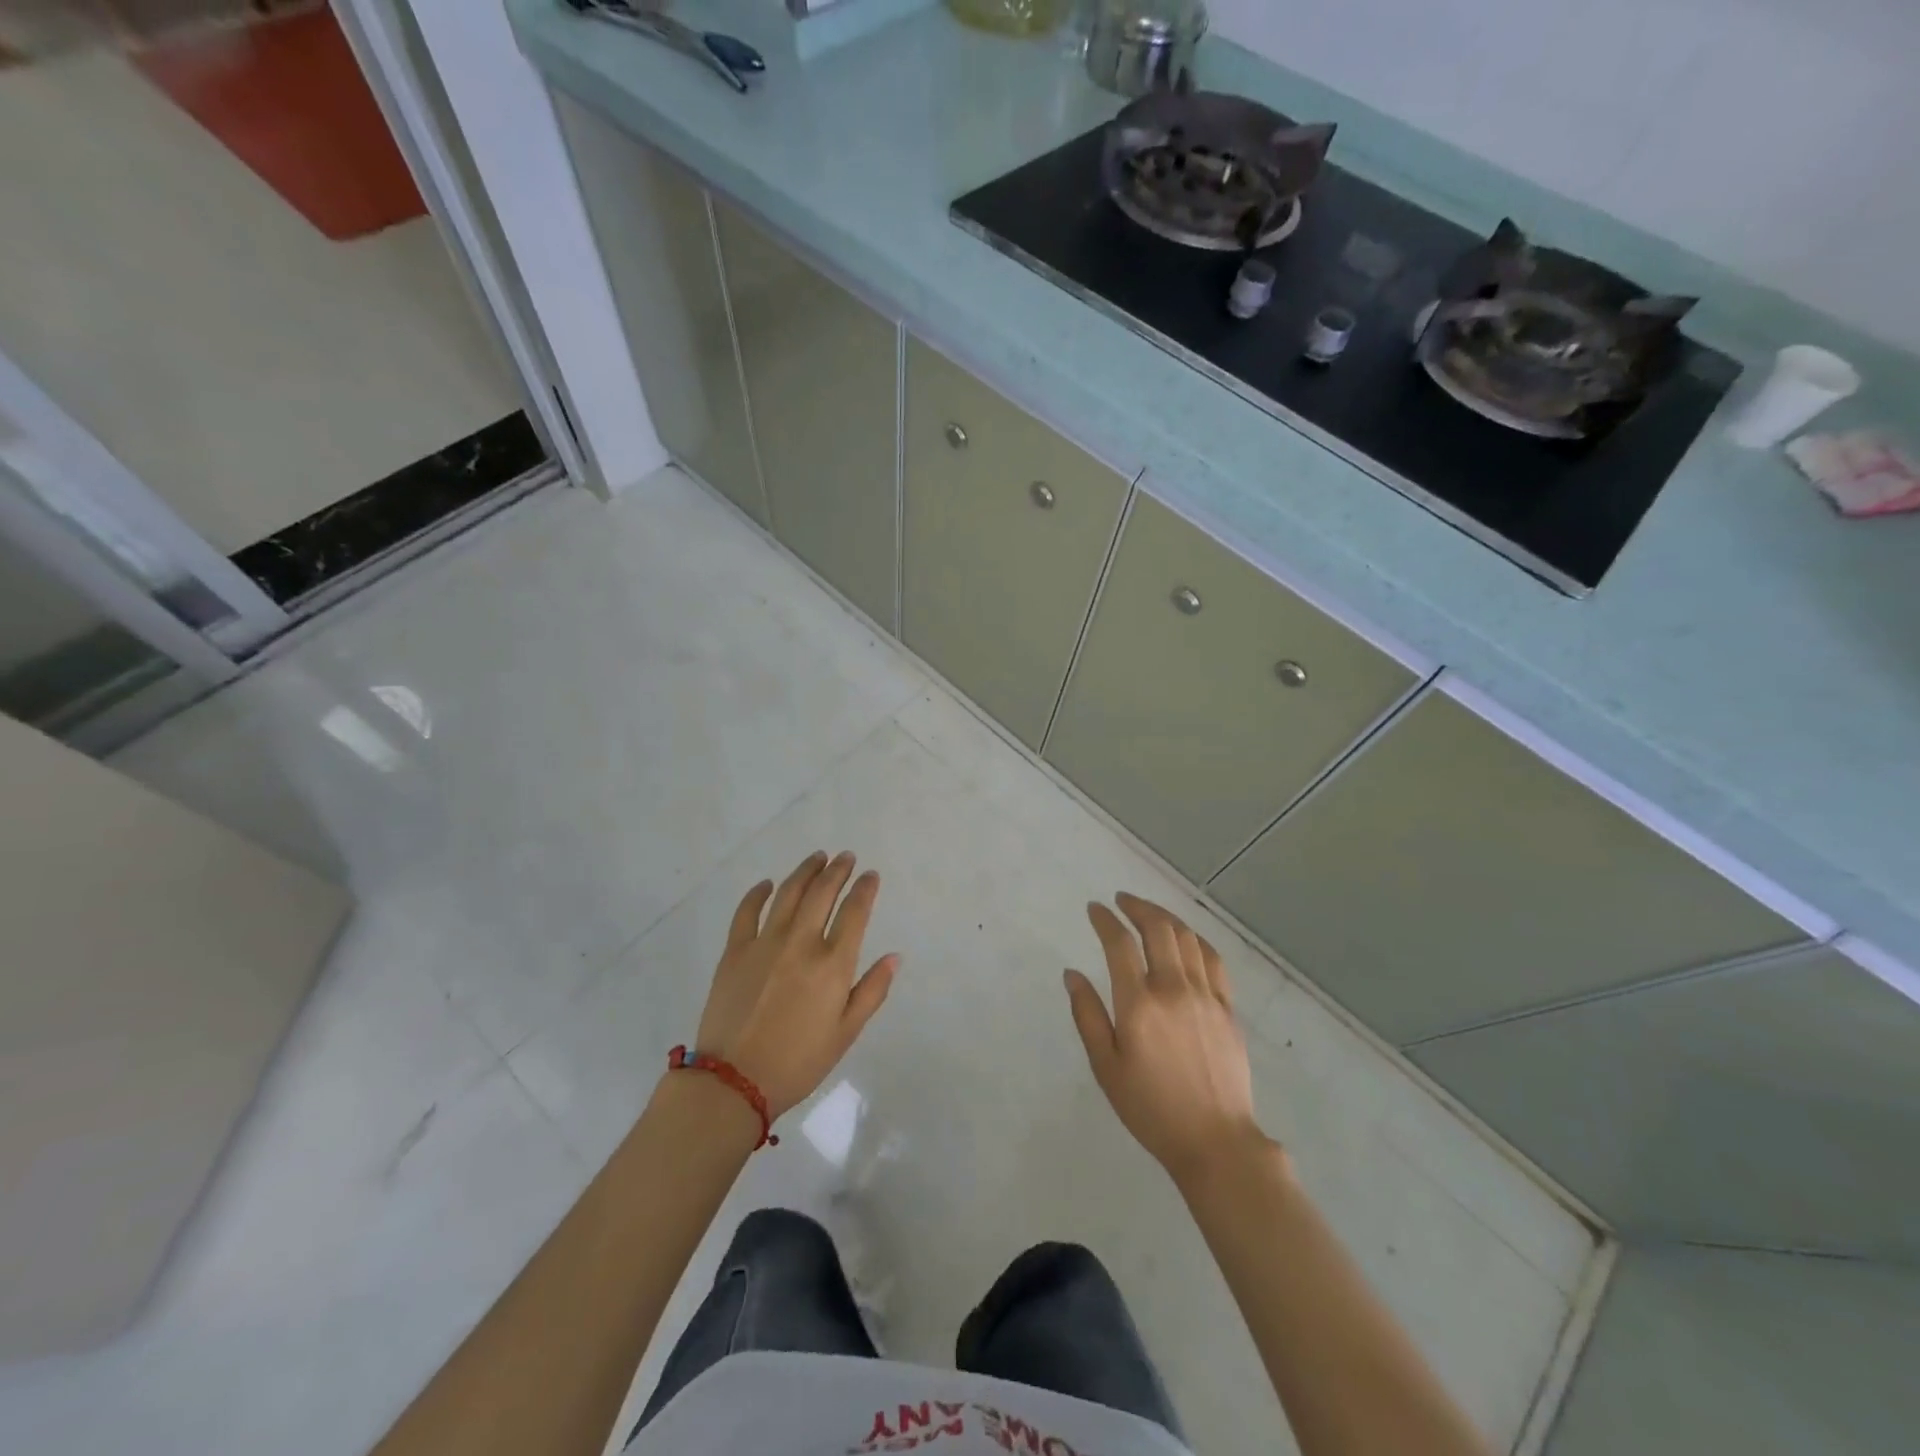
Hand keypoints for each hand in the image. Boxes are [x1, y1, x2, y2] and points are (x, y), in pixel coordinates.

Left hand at [693, 851, 898, 1119]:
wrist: (734, 1082)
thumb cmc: (798, 1062)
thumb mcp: (846, 1033)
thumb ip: (872, 991)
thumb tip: (894, 957)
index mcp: (832, 964)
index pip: (854, 912)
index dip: (865, 889)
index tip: (871, 876)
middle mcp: (801, 943)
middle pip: (822, 894)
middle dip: (838, 870)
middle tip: (846, 857)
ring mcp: (764, 943)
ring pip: (788, 893)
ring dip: (806, 872)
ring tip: (817, 858)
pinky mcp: (735, 951)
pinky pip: (747, 911)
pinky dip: (758, 893)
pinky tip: (767, 884)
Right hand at [1065, 892, 1265, 1185]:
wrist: (1215, 1141)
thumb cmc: (1150, 1108)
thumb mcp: (1106, 1067)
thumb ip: (1087, 1015)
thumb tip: (1072, 974)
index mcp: (1139, 1004)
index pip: (1120, 944)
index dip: (1105, 919)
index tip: (1094, 909)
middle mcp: (1174, 989)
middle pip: (1158, 929)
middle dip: (1137, 907)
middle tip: (1122, 900)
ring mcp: (1206, 996)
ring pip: (1187, 938)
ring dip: (1165, 917)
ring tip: (1149, 912)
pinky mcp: (1228, 1008)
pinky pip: (1213, 959)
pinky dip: (1196, 939)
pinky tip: (1186, 938)